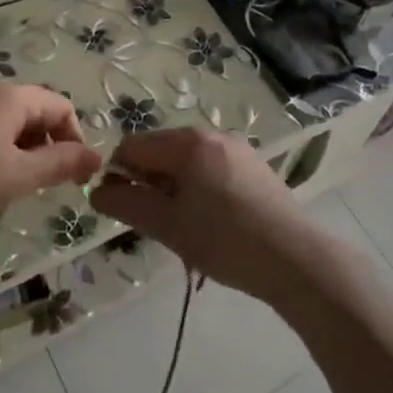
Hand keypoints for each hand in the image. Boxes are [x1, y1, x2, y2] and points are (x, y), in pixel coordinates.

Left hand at [0, 83, 100, 231]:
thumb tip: (97, 157)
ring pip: (2, 123)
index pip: (60, 107)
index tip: (73, 178)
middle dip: (42, 148)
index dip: (74, 140)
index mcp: (10, 97)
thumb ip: (61, 165)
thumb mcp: (17, 177)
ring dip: (15, 152)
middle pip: (31, 112)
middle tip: (35, 188)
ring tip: (3, 190)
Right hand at [91, 129, 340, 307]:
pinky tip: (211, 226)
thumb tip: (98, 191)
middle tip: (156, 225)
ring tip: (185, 231)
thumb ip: (127, 204)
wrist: (294, 258)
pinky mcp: (253, 167)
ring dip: (173, 191)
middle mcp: (211, 134)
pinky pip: (210, 170)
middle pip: (160, 152)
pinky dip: (198, 191)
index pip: (132, 146)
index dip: (118, 176)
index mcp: (187, 141)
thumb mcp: (167, 225)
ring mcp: (236, 148)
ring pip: (186, 164)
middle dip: (148, 184)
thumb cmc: (224, 240)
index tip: (122, 211)